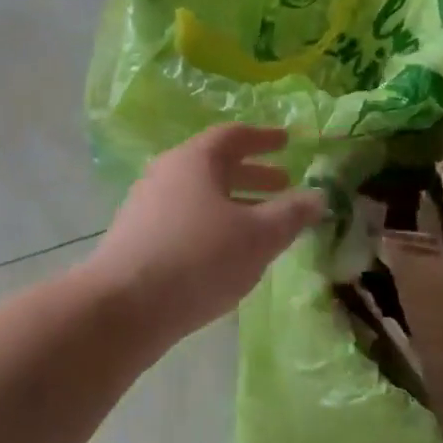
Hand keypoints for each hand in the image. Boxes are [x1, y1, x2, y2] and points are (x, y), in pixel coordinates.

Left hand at [87, 125, 325, 341]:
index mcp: (193, 160)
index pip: (233, 136)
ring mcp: (146, 207)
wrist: (125, 306)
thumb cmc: (199, 259)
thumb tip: (318, 196)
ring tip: (263, 225)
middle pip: (214, 166)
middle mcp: (165, 175)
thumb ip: (291, 214)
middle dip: (253, 175)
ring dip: (233, 204)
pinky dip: (212, 226)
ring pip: (199, 197)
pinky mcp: (137, 239)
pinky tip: (227, 253)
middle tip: (284, 185)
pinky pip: (184, 221)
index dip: (264, 138)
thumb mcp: (258, 237)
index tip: (288, 142)